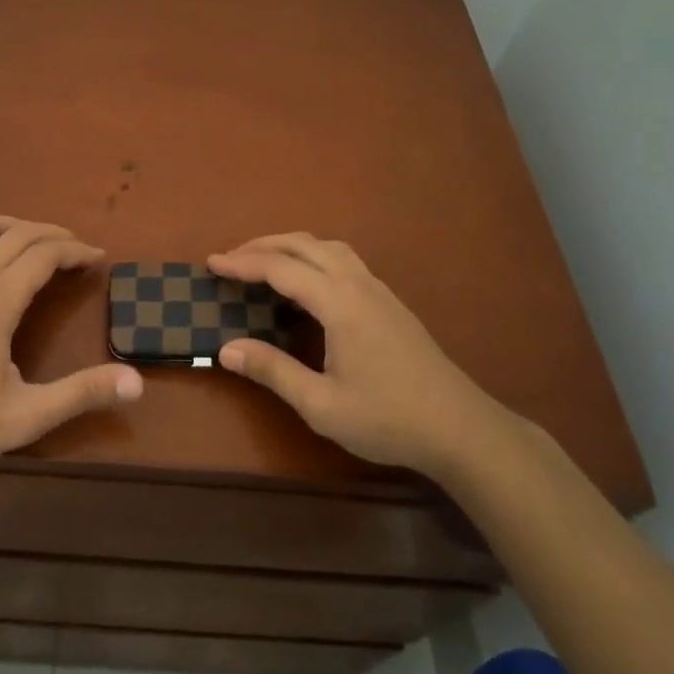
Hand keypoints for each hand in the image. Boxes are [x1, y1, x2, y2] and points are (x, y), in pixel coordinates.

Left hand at [0, 215, 142, 471]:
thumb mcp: (25, 415)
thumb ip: (81, 394)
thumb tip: (137, 382)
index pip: (45, 254)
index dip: (77, 251)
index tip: (98, 260)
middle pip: (19, 233)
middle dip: (54, 234)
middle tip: (77, 250)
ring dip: (16, 226)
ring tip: (35, 243)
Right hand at [207, 233, 500, 478]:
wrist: (460, 428)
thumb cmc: (388, 418)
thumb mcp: (322, 405)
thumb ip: (273, 371)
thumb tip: (225, 349)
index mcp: (339, 303)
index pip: (281, 268)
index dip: (243, 263)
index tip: (212, 263)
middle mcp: (358, 283)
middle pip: (304, 245)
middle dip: (263, 245)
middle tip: (231, 258)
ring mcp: (378, 289)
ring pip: (328, 247)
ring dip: (291, 245)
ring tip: (264, 261)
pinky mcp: (390, 301)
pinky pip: (343, 259)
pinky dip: (314, 256)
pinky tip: (309, 280)